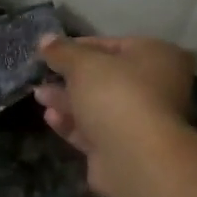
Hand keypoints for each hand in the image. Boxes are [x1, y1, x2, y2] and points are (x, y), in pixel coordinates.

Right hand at [35, 35, 195, 196]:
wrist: (135, 157)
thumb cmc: (116, 95)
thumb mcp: (83, 64)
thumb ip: (63, 52)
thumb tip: (45, 39)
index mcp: (158, 56)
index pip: (114, 44)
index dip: (78, 46)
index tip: (49, 51)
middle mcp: (156, 87)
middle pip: (106, 78)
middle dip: (70, 78)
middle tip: (41, 76)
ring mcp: (141, 121)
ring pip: (99, 106)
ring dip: (67, 101)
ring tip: (38, 96)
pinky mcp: (125, 148)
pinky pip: (95, 131)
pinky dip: (73, 124)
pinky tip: (50, 118)